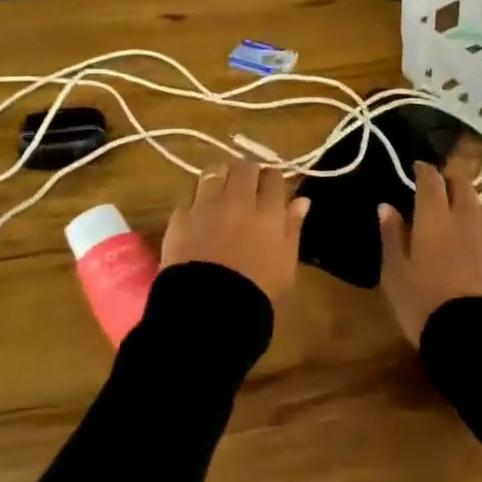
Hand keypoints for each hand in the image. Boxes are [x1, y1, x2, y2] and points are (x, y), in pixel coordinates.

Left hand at [160, 160, 309, 306]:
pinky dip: (196, 198)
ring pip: (215, 171)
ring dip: (221, 176)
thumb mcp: (286, 266)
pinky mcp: (180, 216)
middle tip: (247, 186)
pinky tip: (198, 211)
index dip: (272, 178)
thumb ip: (293, 228)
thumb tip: (302, 200)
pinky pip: (190, 194)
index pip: (273, 176)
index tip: (270, 187)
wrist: (208, 313)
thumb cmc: (256, 295)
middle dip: (248, 172)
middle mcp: (238, 200)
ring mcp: (206, 205)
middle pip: (244, 167)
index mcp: (269, 212)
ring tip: (221, 189)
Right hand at [378, 161, 481, 345]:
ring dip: (466, 203)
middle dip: (450, 180)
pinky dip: (476, 230)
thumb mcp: (395, 272)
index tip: (417, 167)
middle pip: (463, 185)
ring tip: (453, 215)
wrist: (471, 339)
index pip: (432, 179)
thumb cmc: (423, 302)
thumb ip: (392, 235)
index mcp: (435, 217)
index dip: (424, 169)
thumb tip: (387, 206)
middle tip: (438, 187)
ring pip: (478, 207)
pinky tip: (469, 246)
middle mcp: (465, 219)